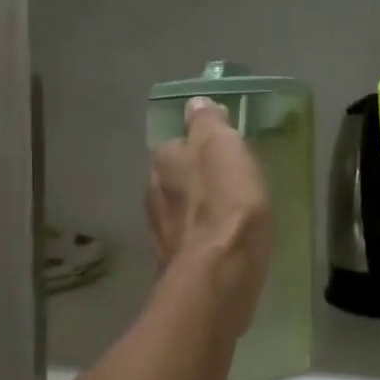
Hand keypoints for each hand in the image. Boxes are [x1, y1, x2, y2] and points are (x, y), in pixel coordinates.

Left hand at [146, 98, 273, 339]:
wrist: (219, 275)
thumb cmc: (227, 202)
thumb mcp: (223, 146)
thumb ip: (208, 123)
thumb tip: (195, 104)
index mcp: (164, 161)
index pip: (176, 142)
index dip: (197, 145)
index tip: (221, 151)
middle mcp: (153, 193)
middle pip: (174, 178)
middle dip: (194, 179)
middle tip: (226, 182)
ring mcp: (161, 233)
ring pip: (178, 211)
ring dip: (196, 210)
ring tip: (226, 215)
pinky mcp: (174, 266)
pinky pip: (189, 242)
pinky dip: (201, 239)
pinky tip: (221, 245)